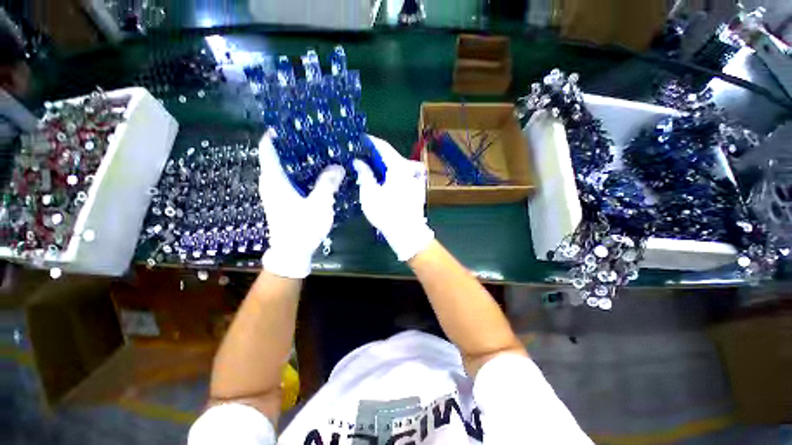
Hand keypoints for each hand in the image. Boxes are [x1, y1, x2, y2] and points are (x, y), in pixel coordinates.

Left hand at [258, 131, 344, 277]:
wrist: (292, 252)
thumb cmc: (302, 228)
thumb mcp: (319, 205)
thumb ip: (327, 184)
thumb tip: (338, 166)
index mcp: (274, 179)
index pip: (267, 148)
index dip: (276, 134)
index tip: (293, 125)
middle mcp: (272, 182)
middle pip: (278, 155)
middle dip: (294, 145)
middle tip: (315, 137)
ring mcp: (277, 191)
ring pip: (286, 167)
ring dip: (300, 159)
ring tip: (320, 151)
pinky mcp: (284, 198)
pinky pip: (292, 178)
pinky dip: (303, 171)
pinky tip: (319, 172)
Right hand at [353, 136, 433, 260]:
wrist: (408, 233)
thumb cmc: (386, 213)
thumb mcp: (370, 193)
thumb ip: (364, 174)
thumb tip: (359, 161)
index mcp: (399, 167)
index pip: (383, 146)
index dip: (370, 141)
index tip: (359, 140)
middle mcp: (410, 169)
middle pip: (391, 156)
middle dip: (375, 156)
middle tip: (360, 158)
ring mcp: (415, 178)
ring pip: (396, 166)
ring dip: (383, 166)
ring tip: (369, 169)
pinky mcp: (417, 187)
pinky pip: (401, 175)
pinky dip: (391, 174)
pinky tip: (382, 181)